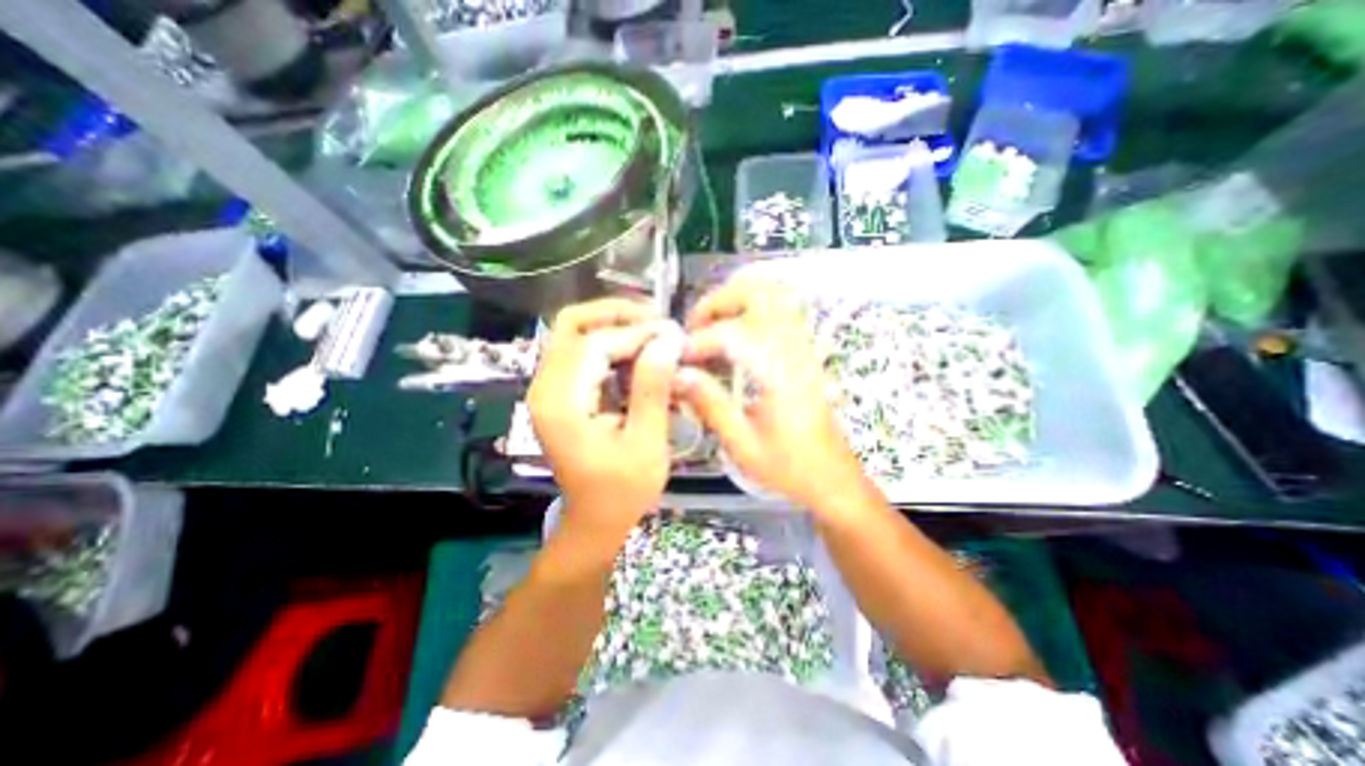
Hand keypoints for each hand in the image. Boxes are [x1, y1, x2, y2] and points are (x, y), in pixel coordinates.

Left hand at [530, 295, 682, 533]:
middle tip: (658, 320)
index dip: (635, 333)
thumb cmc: (622, 491)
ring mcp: (549, 388)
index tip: (672, 333)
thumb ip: (652, 389)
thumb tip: (667, 340)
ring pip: (575, 332)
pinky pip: (582, 350)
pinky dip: (611, 342)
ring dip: (615, 324)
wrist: (594, 519)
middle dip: (618, 314)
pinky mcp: (560, 391)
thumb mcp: (646, 443)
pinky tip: (639, 350)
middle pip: (573, 325)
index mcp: (561, 404)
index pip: (594, 344)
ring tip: (653, 331)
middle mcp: (545, 387)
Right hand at [678, 274, 860, 509]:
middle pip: (759, 294)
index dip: (698, 341)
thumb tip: (678, 374)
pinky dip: (749, 310)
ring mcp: (803, 347)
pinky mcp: (804, 352)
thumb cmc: (789, 468)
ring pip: (772, 296)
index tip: (677, 358)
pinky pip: (778, 311)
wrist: (833, 478)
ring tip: (710, 327)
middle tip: (693, 328)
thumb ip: (710, 405)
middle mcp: (794, 350)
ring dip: (734, 301)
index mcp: (779, 374)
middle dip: (718, 302)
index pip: (732, 334)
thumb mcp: (743, 445)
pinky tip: (732, 336)